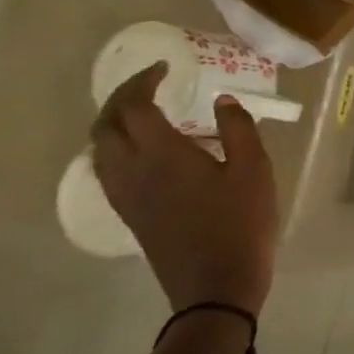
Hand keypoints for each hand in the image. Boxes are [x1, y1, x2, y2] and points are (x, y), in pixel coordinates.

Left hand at [90, 63, 276, 314]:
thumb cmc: (241, 222)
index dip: (143, 81)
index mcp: (161, 154)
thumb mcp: (254, 170)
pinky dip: (115, 146)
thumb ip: (238, 129)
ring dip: (114, 122)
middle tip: (152, 84)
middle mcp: (130, 170)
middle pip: (106, 124)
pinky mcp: (128, 212)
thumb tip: (222, 101)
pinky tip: (144, 150)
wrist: (216, 285)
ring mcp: (124, 195)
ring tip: (145, 112)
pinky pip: (106, 169)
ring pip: (99, 148)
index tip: (166, 68)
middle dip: (122, 97)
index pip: (134, 106)